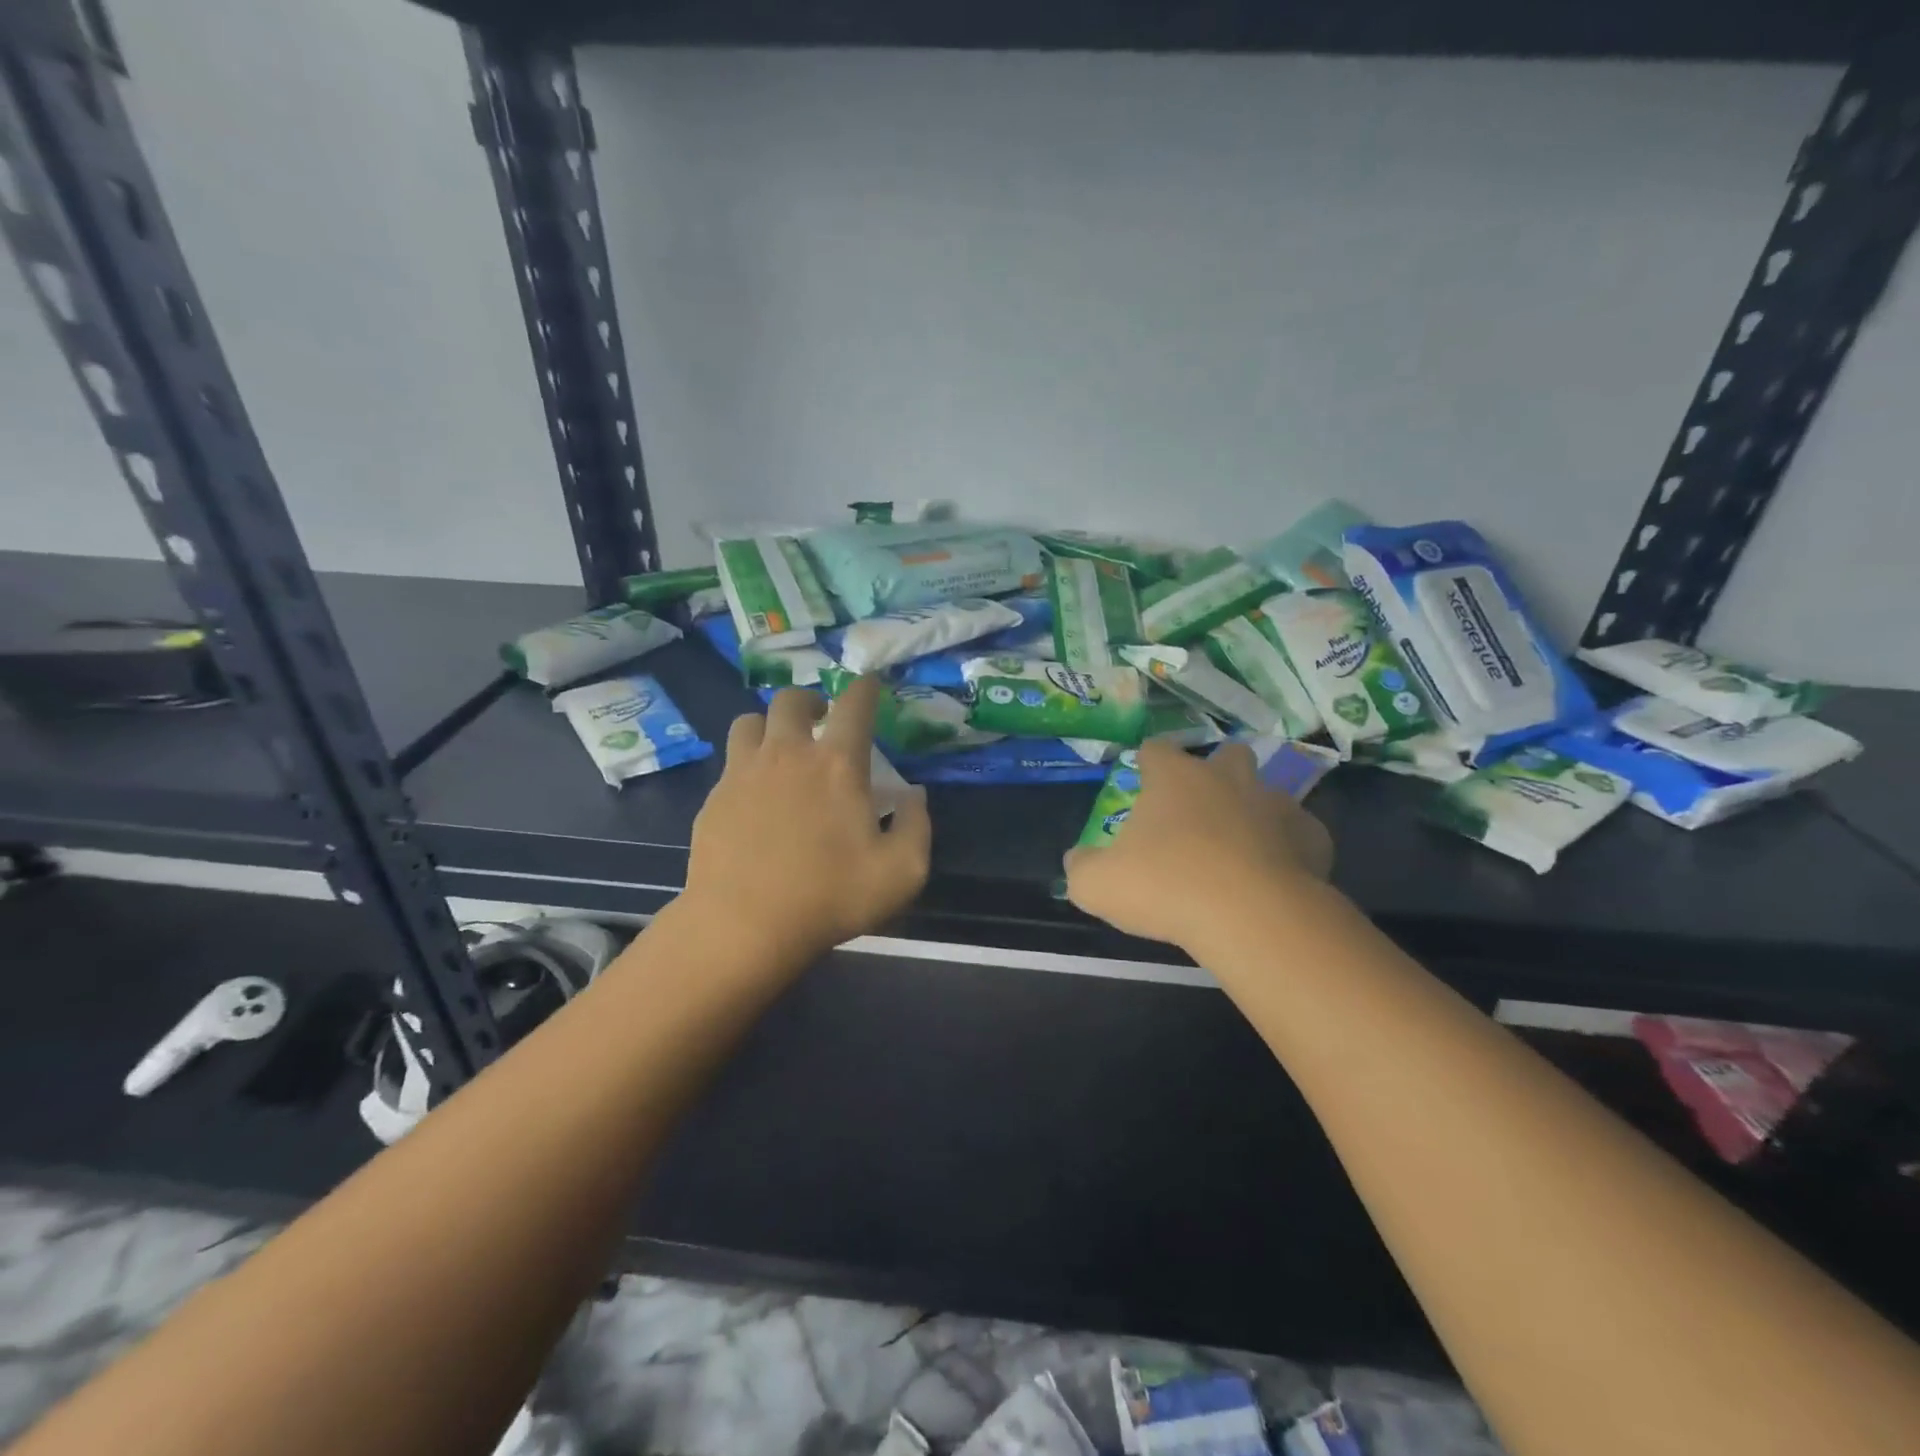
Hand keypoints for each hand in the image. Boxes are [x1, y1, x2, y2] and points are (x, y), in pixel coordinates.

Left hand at [681, 677, 931, 961]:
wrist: (743, 925)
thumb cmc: (829, 897)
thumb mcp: (902, 872)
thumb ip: (917, 826)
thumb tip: (914, 796)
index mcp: (837, 764)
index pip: (854, 704)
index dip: (866, 687)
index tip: (870, 683)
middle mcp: (788, 754)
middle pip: (791, 699)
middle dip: (810, 700)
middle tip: (820, 719)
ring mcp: (743, 772)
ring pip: (749, 721)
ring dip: (769, 725)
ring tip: (780, 748)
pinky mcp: (714, 798)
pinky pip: (730, 762)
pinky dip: (746, 764)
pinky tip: (754, 796)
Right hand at [1063, 739, 1332, 950]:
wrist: (1251, 918)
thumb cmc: (1166, 887)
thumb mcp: (1097, 884)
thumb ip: (1081, 867)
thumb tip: (1078, 860)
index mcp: (1175, 778)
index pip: (1156, 749)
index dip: (1148, 761)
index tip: (1144, 779)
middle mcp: (1228, 779)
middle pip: (1226, 754)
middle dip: (1216, 772)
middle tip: (1200, 809)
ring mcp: (1276, 804)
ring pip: (1267, 792)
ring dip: (1254, 810)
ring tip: (1241, 847)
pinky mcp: (1312, 837)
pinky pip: (1299, 833)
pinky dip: (1288, 848)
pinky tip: (1276, 875)